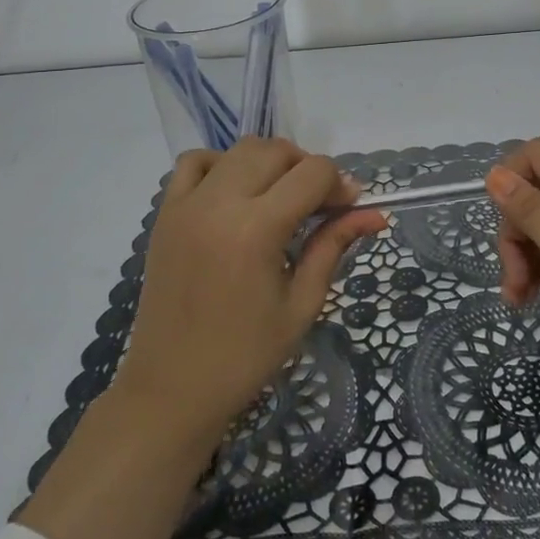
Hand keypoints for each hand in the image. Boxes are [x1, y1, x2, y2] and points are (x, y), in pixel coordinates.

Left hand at [23, 137, 384, 538]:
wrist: (171, 389)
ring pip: (239, 149)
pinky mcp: (165, 213)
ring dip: (270, 161)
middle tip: (320, 205)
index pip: (313, 173)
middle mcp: (219, 203)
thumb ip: (334, 247)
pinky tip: (235, 193)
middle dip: (308, 169)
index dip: (340, 184)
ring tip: (280, 197)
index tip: (349, 208)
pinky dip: (221, 164)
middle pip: (277, 151)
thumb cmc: (245, 356)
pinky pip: (194, 163)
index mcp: (257, 229)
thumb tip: (374, 214)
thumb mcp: (302, 304)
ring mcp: (187, 204)